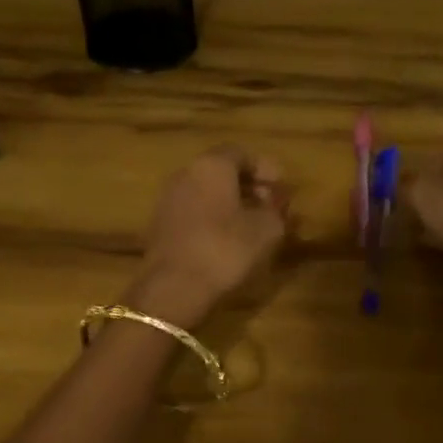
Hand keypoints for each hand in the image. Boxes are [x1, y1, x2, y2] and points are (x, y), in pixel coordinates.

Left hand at [129, 147, 289, 326]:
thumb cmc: (225, 250)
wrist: (173, 288)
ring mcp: (169, 198)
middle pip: (221, 170)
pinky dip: (213, 216)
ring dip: (231, 202)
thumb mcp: (266, 230)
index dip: (265, 168)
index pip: (241, 153)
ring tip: (253, 224)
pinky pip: (194, 209)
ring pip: (206, 191)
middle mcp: (186, 173)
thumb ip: (276, 210)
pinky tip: (228, 238)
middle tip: (271, 205)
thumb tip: (277, 202)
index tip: (282, 187)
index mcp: (212, 166)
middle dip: (249, 185)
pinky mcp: (161, 224)